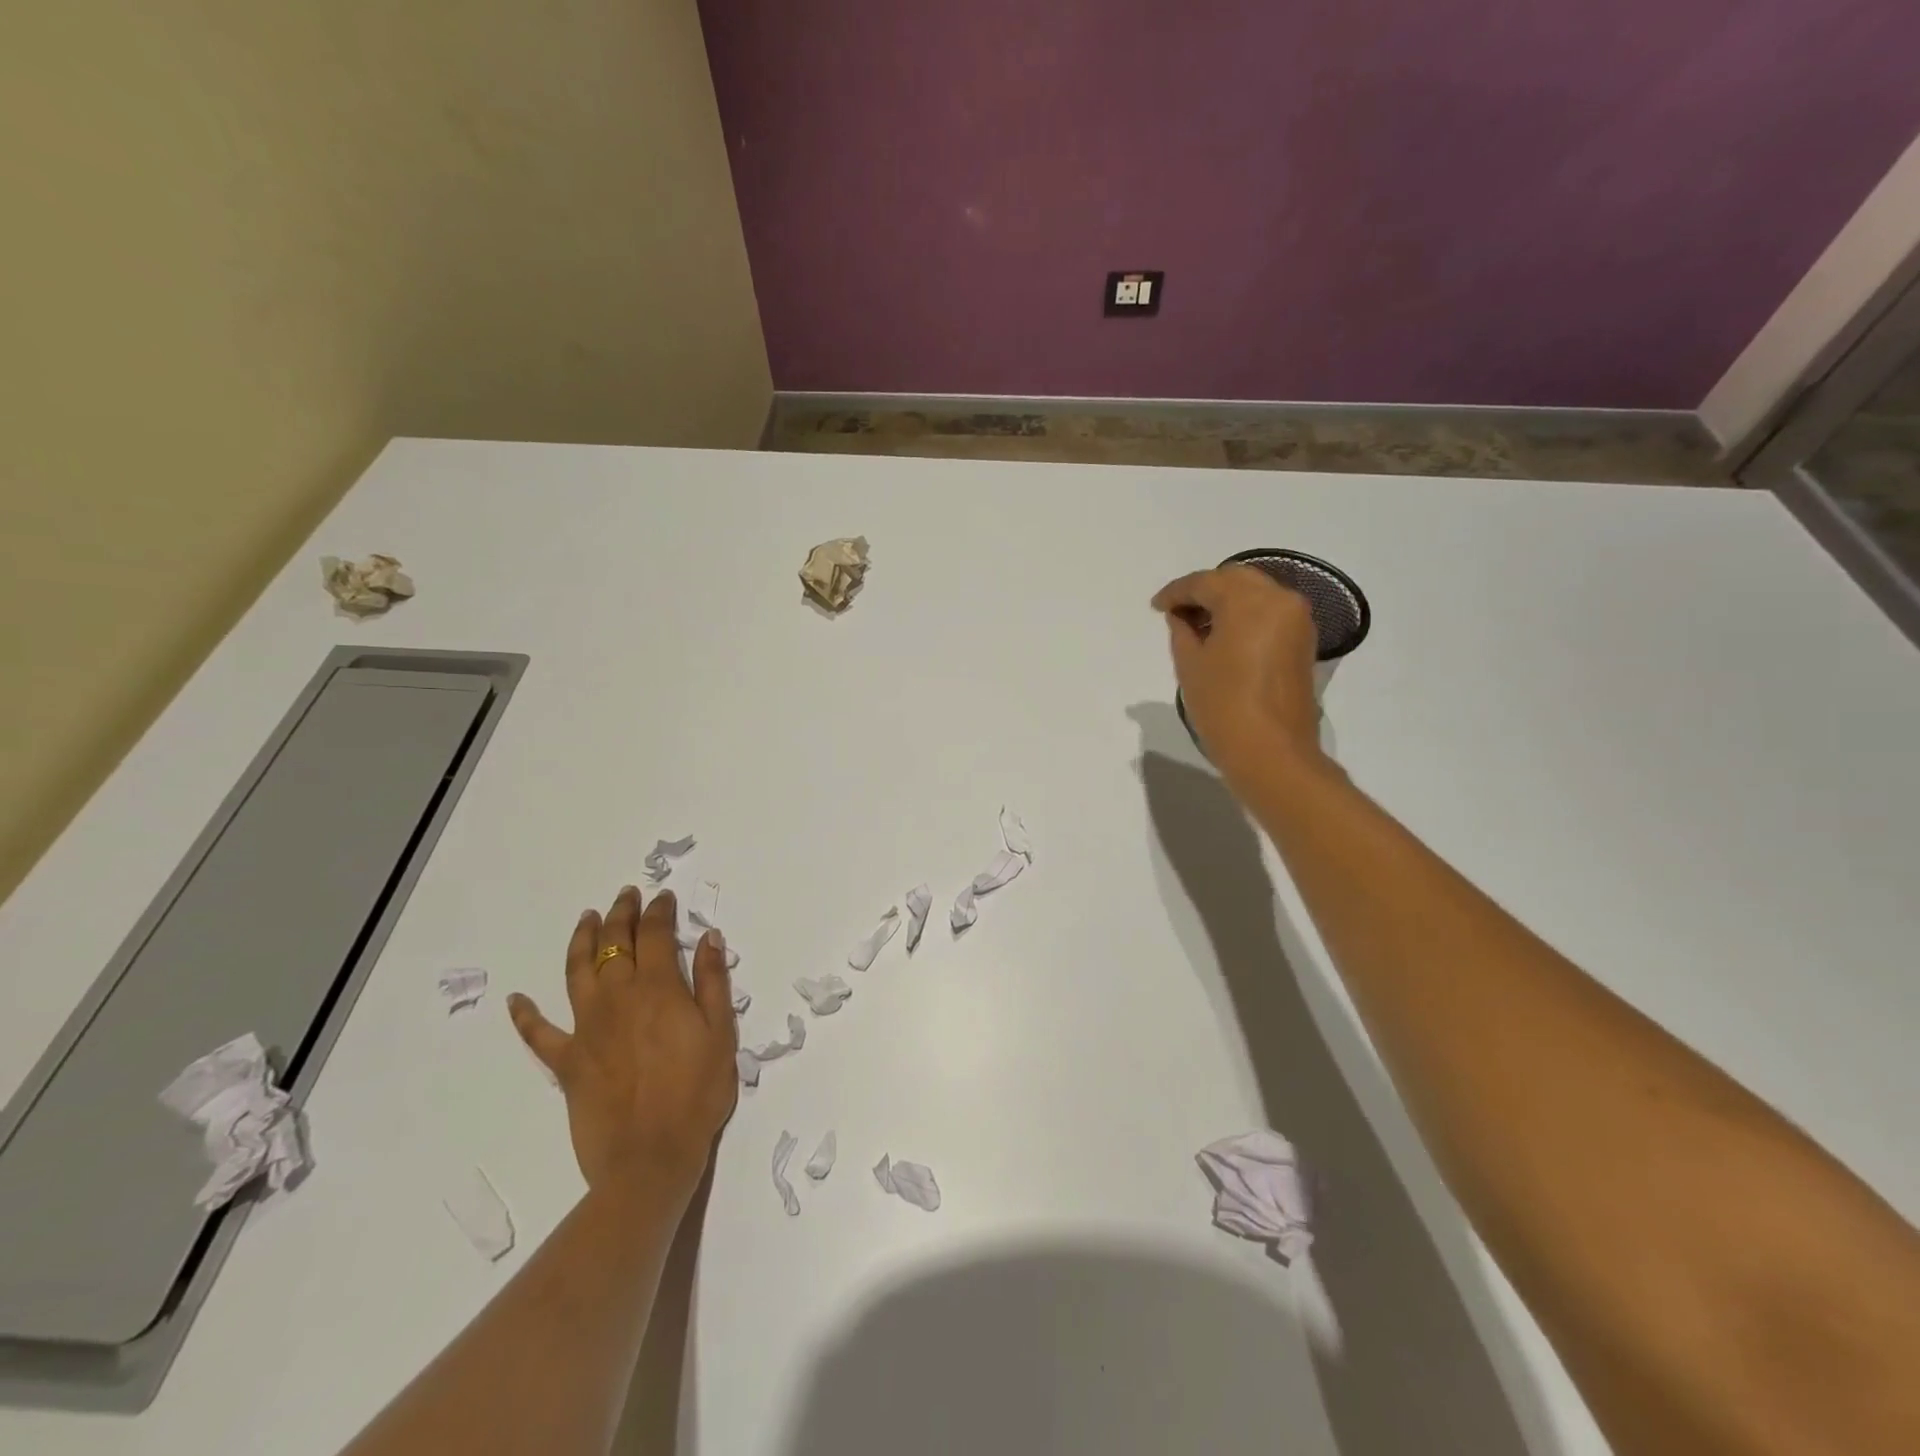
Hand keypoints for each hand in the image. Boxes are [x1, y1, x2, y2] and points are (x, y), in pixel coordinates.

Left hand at [509, 887, 737, 1202]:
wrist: (650, 1157)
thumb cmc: (696, 1093)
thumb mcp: (721, 1033)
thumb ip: (712, 982)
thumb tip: (709, 937)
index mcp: (658, 989)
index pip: (655, 934)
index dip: (659, 911)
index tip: (663, 898)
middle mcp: (618, 998)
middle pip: (614, 944)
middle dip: (621, 915)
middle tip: (626, 895)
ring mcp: (586, 1028)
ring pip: (577, 972)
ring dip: (581, 941)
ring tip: (586, 919)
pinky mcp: (567, 1062)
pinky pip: (538, 1034)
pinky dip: (525, 1016)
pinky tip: (516, 1000)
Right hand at [1152, 565, 1324, 782]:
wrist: (1271, 752)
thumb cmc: (1223, 706)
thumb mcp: (1190, 665)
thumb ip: (1181, 630)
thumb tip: (1181, 616)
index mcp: (1249, 601)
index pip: (1206, 582)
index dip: (1176, 592)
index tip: (1155, 607)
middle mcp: (1280, 600)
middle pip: (1236, 579)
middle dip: (1204, 591)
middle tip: (1177, 612)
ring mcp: (1297, 620)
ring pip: (1256, 594)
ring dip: (1226, 602)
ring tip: (1197, 626)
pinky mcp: (1303, 642)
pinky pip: (1270, 613)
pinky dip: (1246, 616)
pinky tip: (1223, 637)